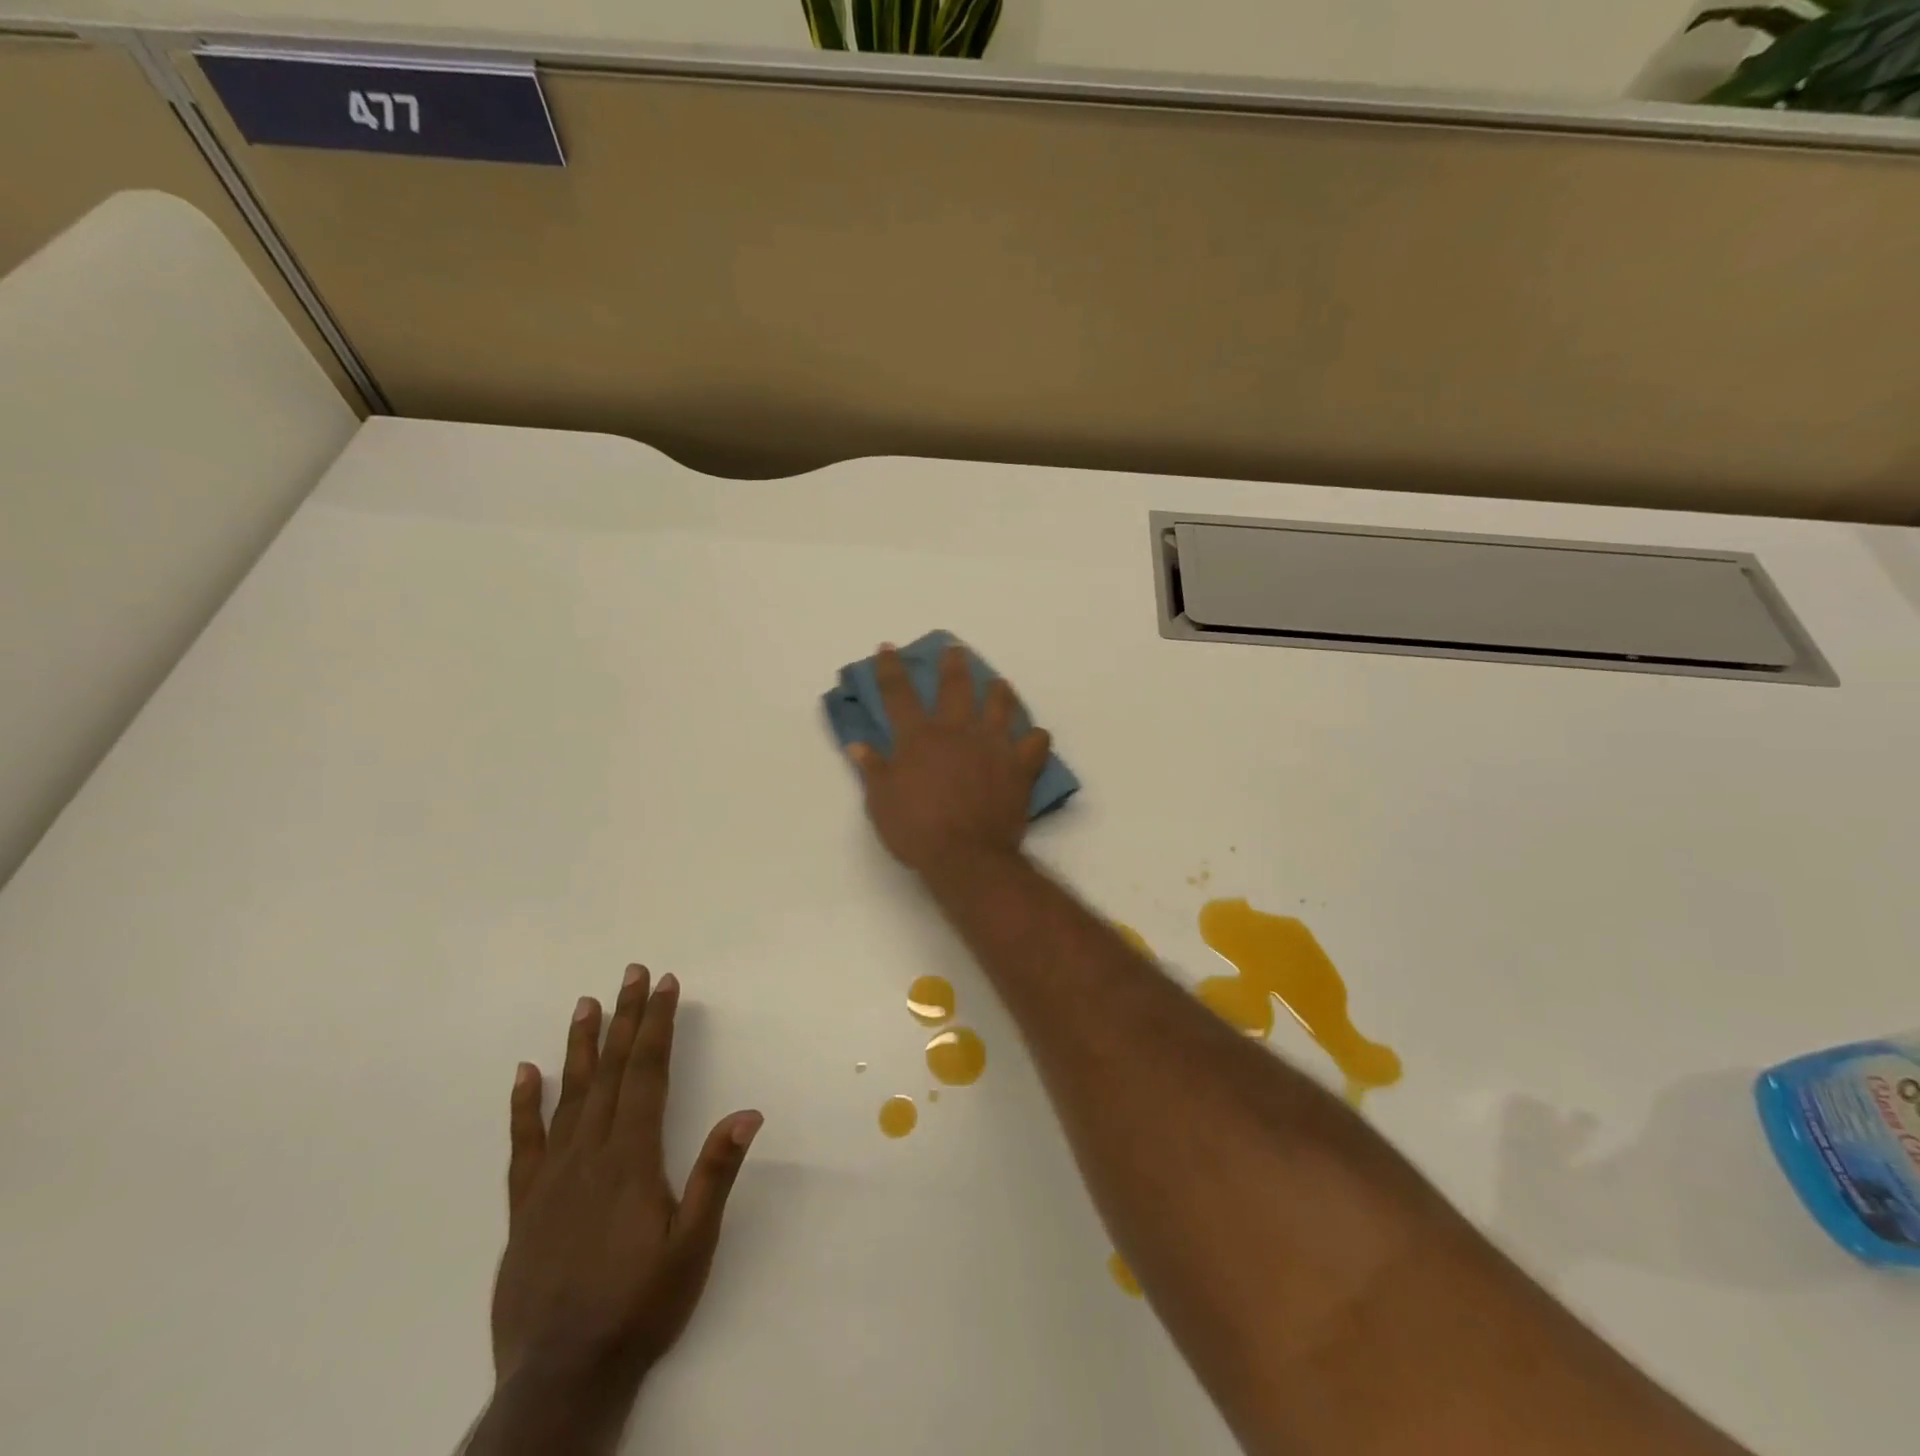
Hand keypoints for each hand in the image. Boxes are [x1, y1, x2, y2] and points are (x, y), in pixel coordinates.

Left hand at [491, 965, 761, 1403]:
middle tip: (632, 973)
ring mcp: (551, 1178)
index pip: (647, 1073)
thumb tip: (748, 1112)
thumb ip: (715, 1174)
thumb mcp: (693, 1246)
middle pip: (611, 1071)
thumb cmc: (639, 1306)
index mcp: (631, 1158)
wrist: (561, 1378)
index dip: (657, 1025)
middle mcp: (589, 1154)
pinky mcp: (524, 1205)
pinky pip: (524, 1143)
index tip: (665, 985)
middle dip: (625, 1018)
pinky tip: (525, 1074)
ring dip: (580, 1045)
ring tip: (586, 1003)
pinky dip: (524, 1104)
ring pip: (569, 1094)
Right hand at [849, 642, 1051, 877]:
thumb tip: (857, 745)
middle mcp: (957, 731)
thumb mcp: (881, 802)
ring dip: (999, 691)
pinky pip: (1036, 743)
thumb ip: (872, 769)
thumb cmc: (917, 830)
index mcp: (919, 738)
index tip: (888, 648)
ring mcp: (993, 745)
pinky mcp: (1020, 766)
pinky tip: (1034, 737)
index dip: (890, 669)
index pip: (899, 694)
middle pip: (955, 687)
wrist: (966, 856)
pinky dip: (1035, 738)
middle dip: (953, 664)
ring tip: (1000, 684)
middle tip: (956, 649)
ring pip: (1000, 705)